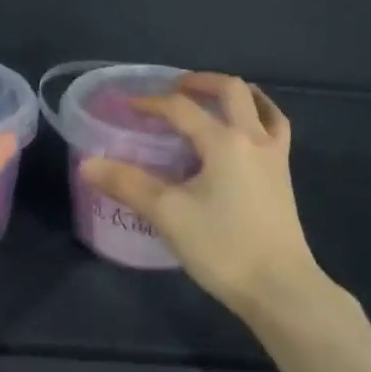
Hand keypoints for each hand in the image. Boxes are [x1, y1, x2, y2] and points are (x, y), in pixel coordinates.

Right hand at [80, 73, 320, 318]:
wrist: (281, 289)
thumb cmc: (223, 247)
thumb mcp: (168, 214)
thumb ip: (127, 184)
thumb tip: (87, 164)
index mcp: (224, 141)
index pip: (181, 109)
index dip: (151, 103)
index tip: (126, 105)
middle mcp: (253, 138)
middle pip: (230, 91)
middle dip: (200, 82)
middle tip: (174, 87)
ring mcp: (274, 157)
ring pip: (260, 106)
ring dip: (234, 95)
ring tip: (212, 100)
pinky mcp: (283, 177)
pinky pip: (275, 130)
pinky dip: (260, 117)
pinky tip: (246, 132)